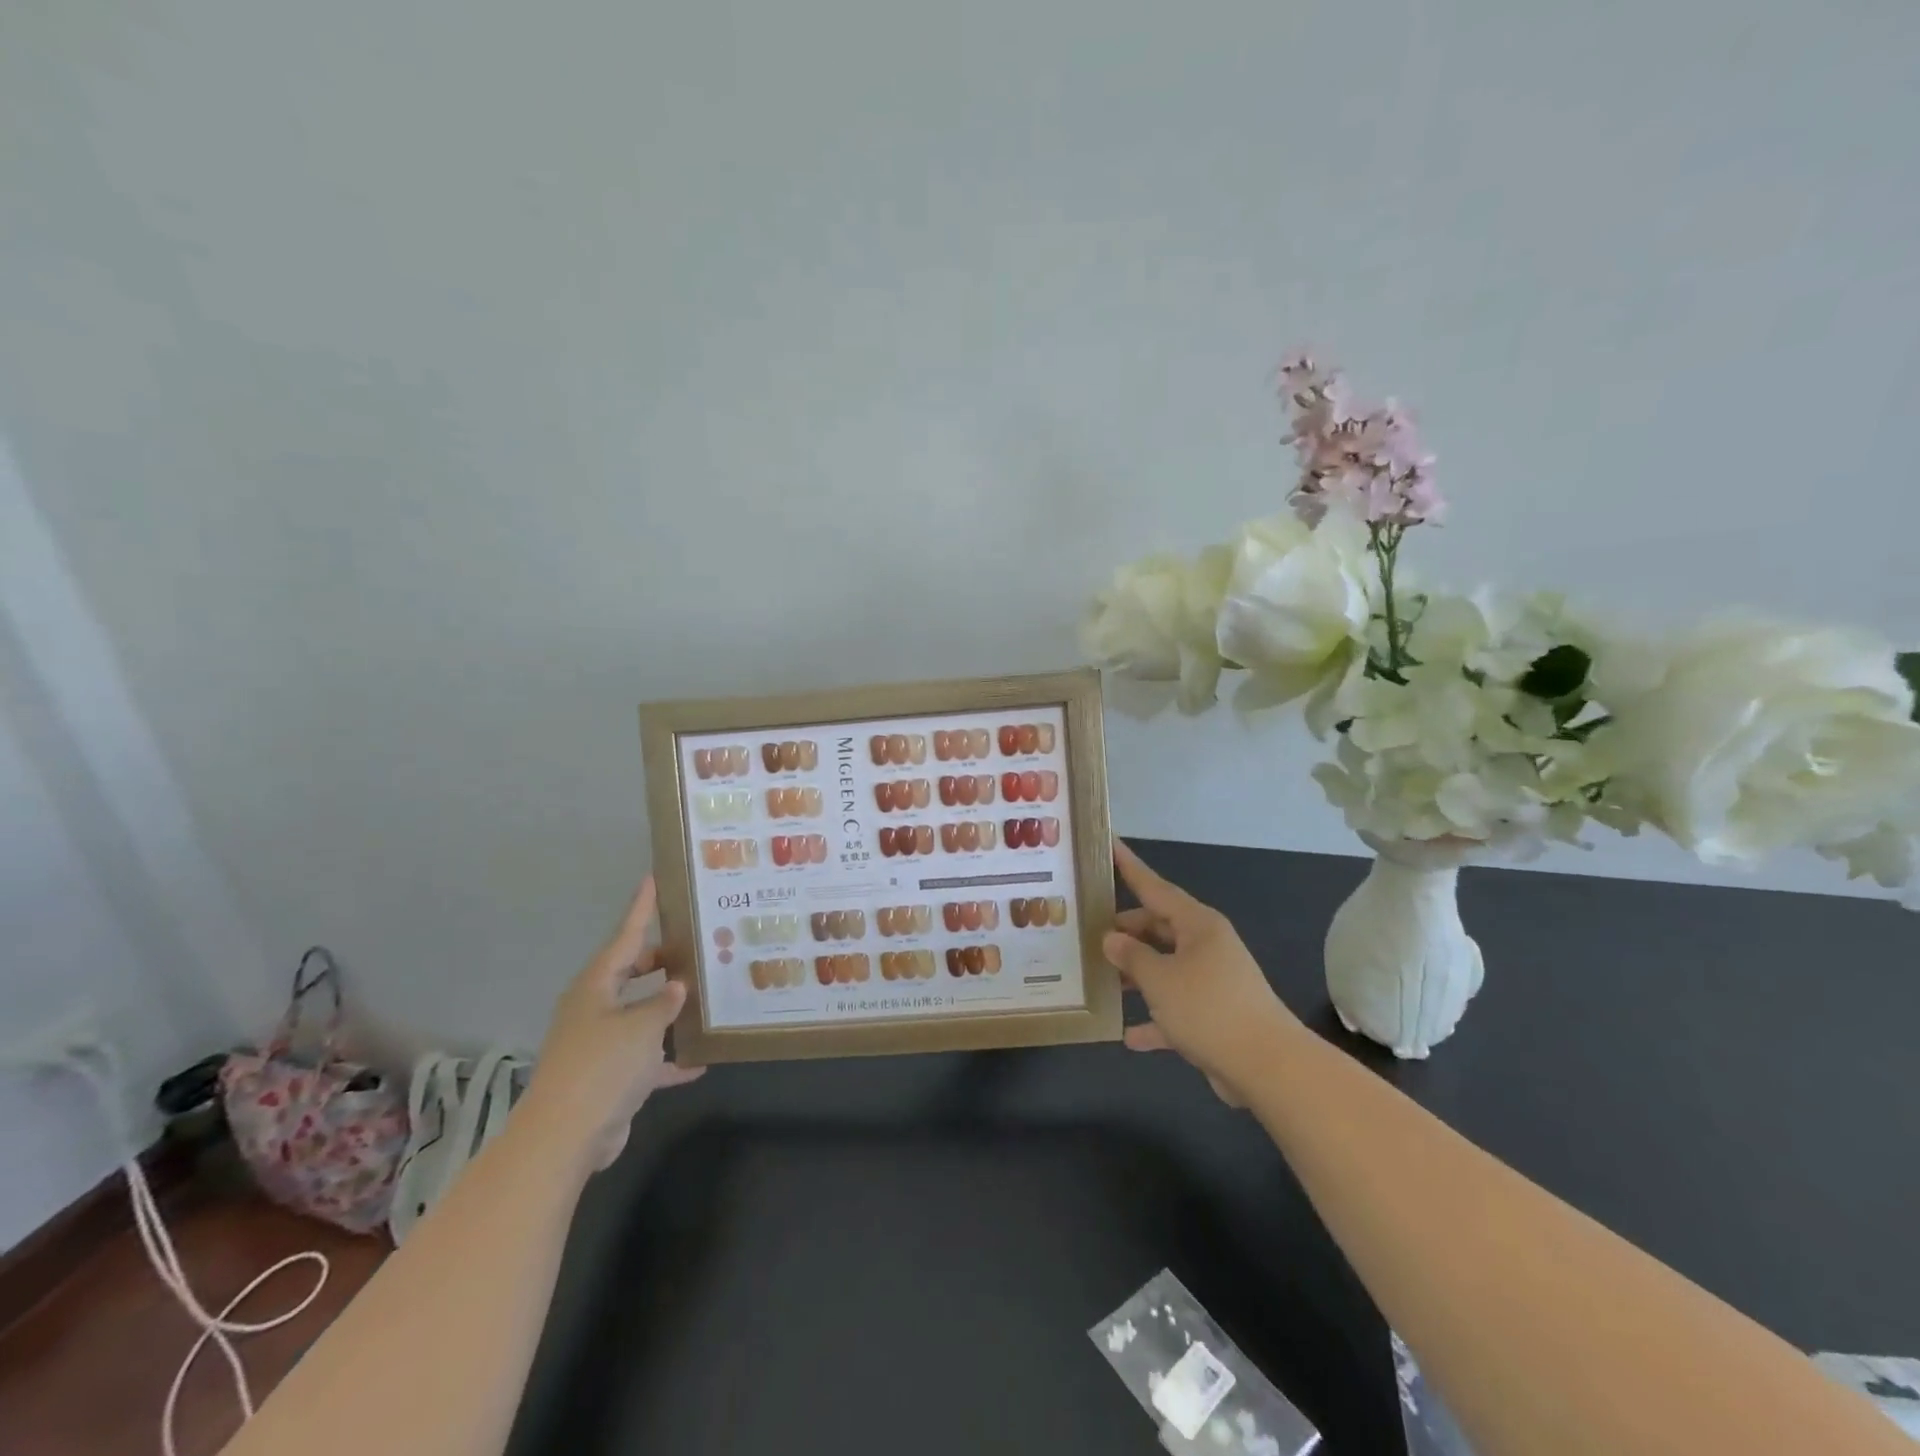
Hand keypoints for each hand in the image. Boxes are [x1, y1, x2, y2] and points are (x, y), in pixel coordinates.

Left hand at [523, 877, 703, 1170]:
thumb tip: (677, 987)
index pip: (625, 937)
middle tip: (695, 944)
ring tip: (705, 994)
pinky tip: (700, 1060)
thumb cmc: (604, 1065)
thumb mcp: (643, 1025)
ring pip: (640, 1015)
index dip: (641, 909)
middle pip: (631, 974)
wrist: (566, 1136)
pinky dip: (668, 1058)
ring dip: (668, 1010)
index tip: (652, 880)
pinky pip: (645, 1058)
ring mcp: (600, 1044)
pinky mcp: (609, 1078)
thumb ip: (665, 1002)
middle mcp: (595, 1009)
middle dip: (662, 961)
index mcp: (596, 986)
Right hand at [1105, 841, 1300, 1104]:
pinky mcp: (1215, 1016)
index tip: (1109, 843)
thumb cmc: (1208, 1008)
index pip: (1154, 887)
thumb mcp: (1159, 979)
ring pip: (1165, 968)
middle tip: (1088, 933)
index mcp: (1197, 925)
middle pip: (1158, 929)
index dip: (1129, 867)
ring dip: (1136, 976)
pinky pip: (1176, 1009)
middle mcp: (1206, 946)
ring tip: (1099, 979)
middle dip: (1125, 933)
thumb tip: (1112, 939)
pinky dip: (1154, 1019)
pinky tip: (1128, 1035)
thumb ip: (1131, 956)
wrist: (1268, 1067)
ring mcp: (1212, 981)